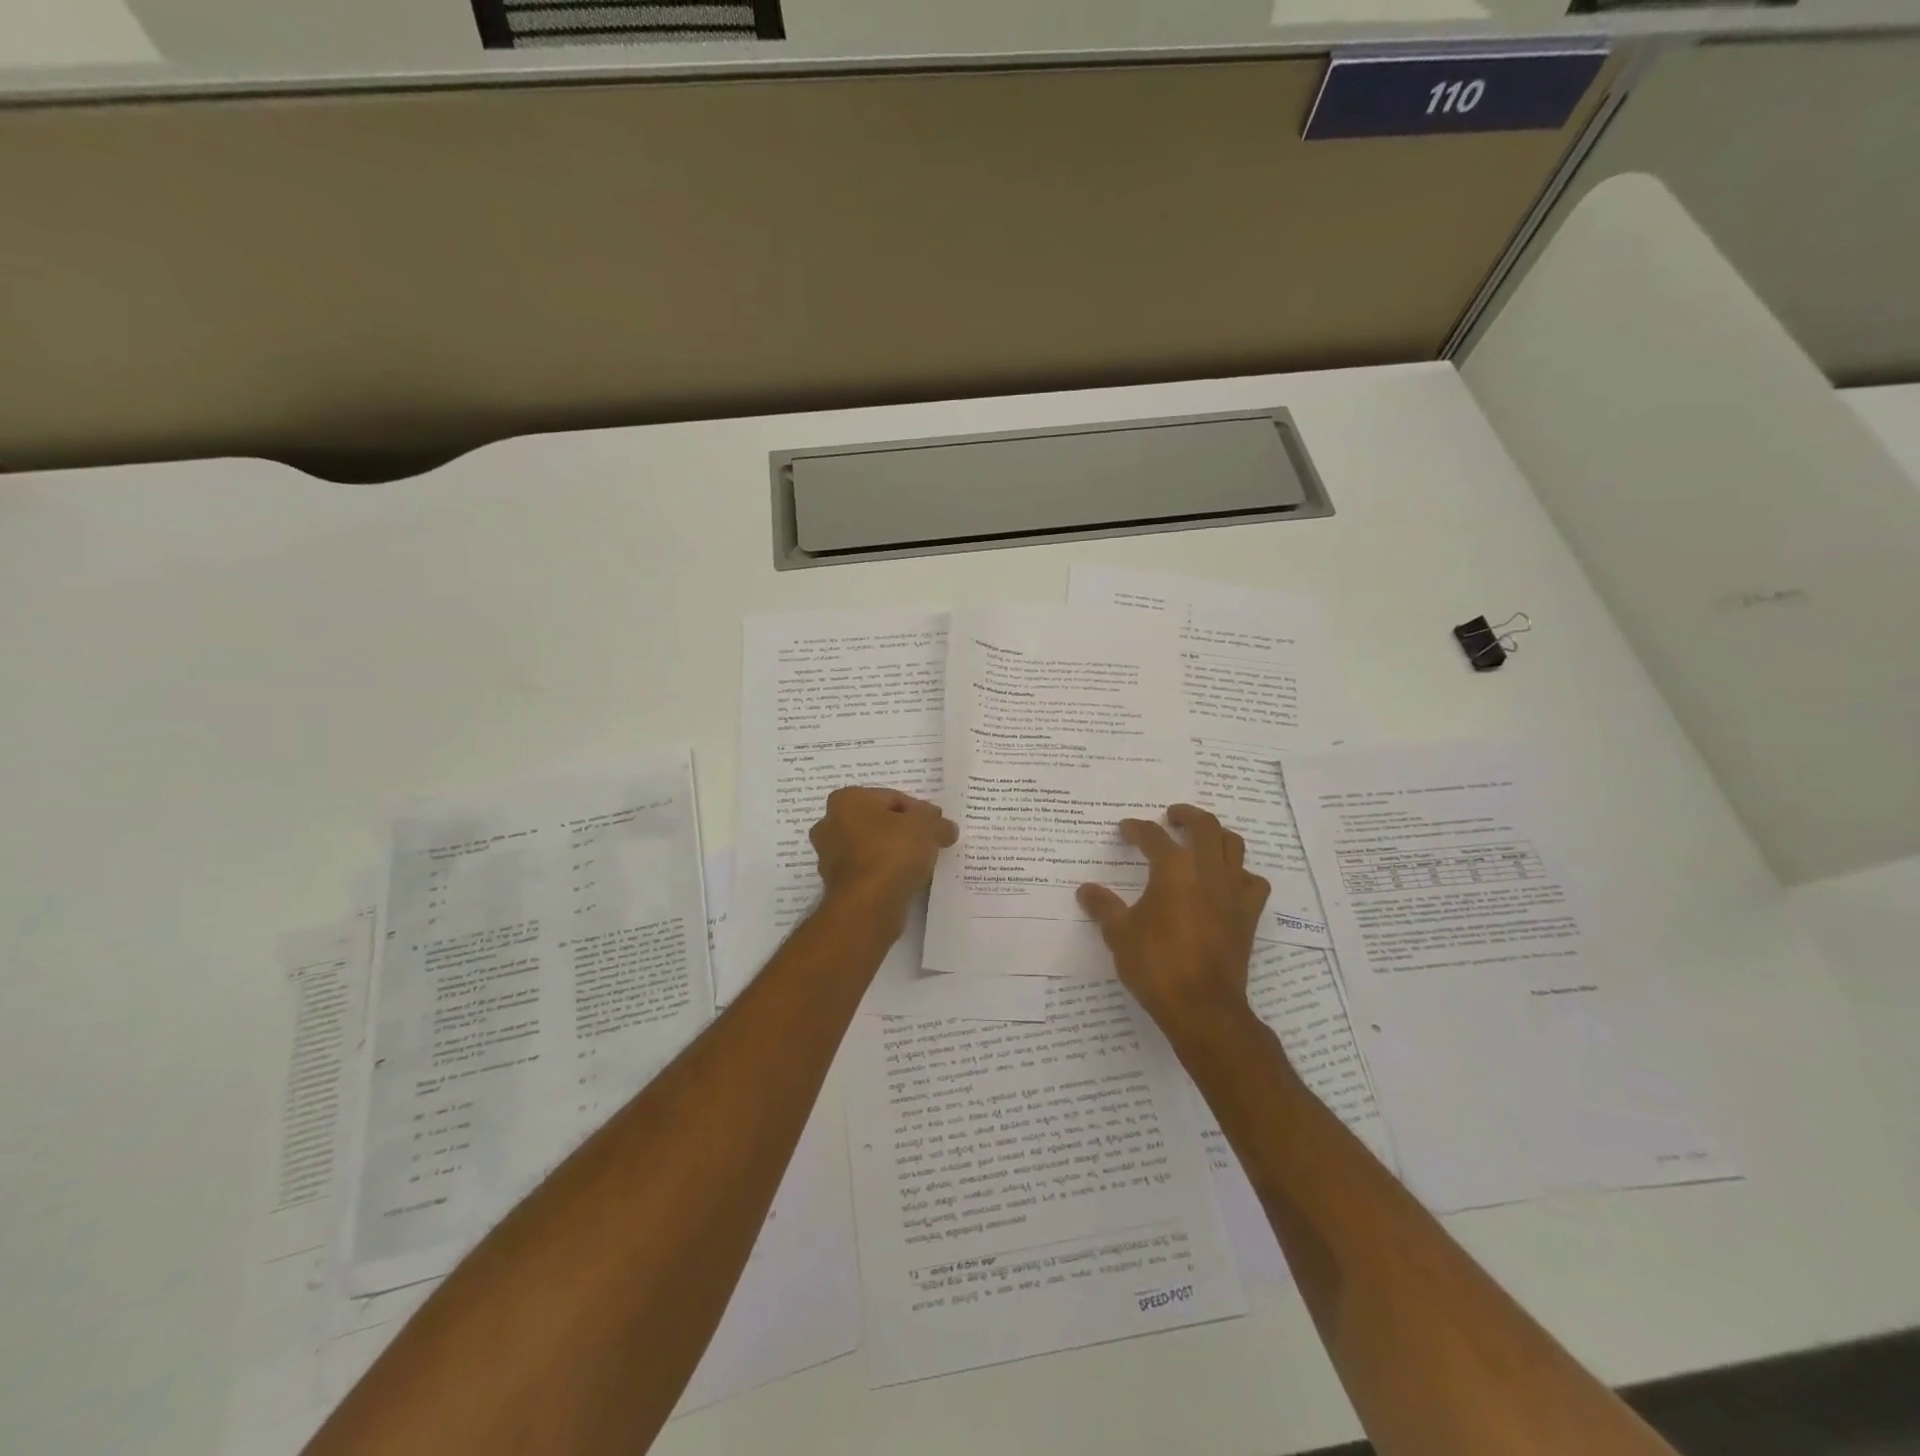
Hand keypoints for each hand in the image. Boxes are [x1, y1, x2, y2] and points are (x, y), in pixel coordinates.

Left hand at [809, 786, 958, 932]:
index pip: (892, 798)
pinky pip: (867, 871)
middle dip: (903, 831)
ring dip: (893, 853)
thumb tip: (945, 828)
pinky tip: (904, 880)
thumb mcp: (928, 828)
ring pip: (871, 847)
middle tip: (929, 842)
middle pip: (878, 822)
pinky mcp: (836, 884)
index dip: (919, 811)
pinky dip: (884, 873)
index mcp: (847, 799)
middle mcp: (830, 824)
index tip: (936, 826)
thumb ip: (938, 823)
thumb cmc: (893, 852)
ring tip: (920, 864)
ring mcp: (829, 856)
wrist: (868, 905)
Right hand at [1077, 804, 1269, 1045]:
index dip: (1137, 829)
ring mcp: (1233, 891)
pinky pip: (1253, 881)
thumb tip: (1085, 890)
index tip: (1126, 829)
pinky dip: (1241, 873)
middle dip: (1186, 815)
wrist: (1202, 1006)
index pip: (1154, 836)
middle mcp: (1208, 870)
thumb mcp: (1119, 934)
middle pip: (1205, 826)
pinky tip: (1228, 882)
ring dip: (1216, 836)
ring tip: (1201, 840)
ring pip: (1234, 845)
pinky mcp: (1248, 914)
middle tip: (1171, 817)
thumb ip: (1103, 907)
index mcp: (1174, 869)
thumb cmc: (1156, 965)